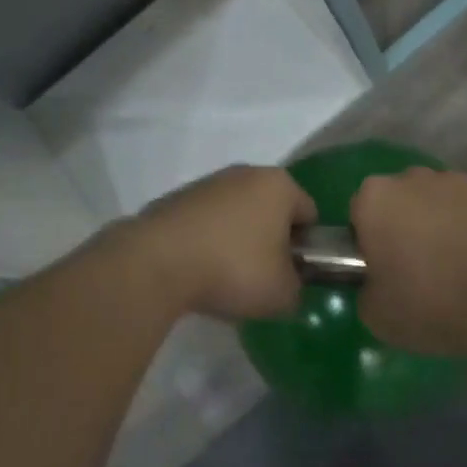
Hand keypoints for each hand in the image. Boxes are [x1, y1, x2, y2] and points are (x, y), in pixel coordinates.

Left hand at [127, 165, 316, 321]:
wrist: (157, 263)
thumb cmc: (234, 269)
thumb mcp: (282, 294)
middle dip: (271, 240)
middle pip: (271, 210)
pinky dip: (207, 242)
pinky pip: (205, 222)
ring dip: (237, 240)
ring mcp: (208, 183)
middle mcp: (246, 173)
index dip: (308, 247)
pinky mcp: (176, 199)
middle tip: (263, 278)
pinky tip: (198, 271)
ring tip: (225, 279)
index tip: (294, 274)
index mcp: (279, 185)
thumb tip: (288, 286)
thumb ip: (297, 289)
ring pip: (236, 214)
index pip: (309, 214)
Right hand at [350, 168, 466, 359]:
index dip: (369, 241)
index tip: (383, 269)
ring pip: (439, 199)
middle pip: (400, 199)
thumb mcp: (376, 315)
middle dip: (405, 224)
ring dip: (441, 221)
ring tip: (458, 263)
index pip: (360, 213)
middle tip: (419, 267)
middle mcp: (413, 177)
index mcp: (375, 199)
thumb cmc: (430, 304)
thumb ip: (366, 288)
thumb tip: (377, 281)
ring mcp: (457, 179)